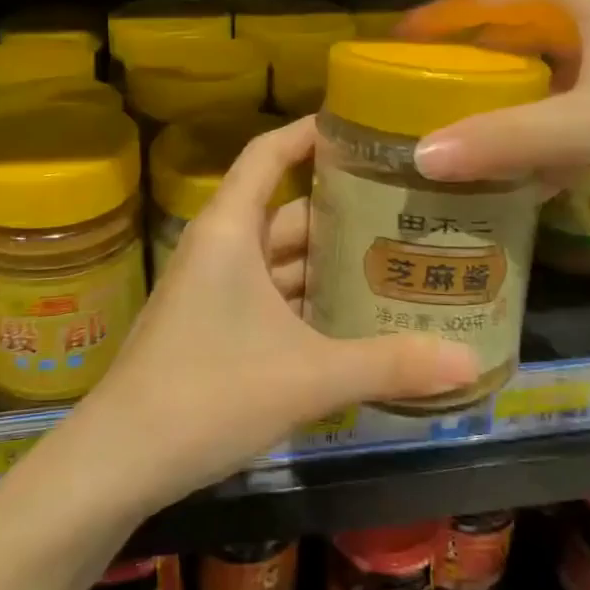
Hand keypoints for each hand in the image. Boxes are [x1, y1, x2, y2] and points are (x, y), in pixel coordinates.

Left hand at [78, 117, 477, 512]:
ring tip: (394, 260)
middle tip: (408, 209)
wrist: (118, 461)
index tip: (361, 128)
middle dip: (341, 210)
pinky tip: (351, 318)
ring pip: (279, 258)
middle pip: (286, 209)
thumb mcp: (308, 376)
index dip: (309, 132)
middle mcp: (220, 248)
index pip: (268, 153)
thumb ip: (389, 365)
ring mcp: (212, 289)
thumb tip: (470, 363)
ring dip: (327, 261)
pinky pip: (269, 295)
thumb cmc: (208, 393)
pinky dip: (307, 299)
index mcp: (231, 230)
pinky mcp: (211, 326)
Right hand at [397, 0, 589, 203]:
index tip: (390, 46)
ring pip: (541, 68)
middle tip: (414, 93)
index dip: (436, 19)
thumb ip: (506, 140)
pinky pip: (571, 98)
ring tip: (456, 128)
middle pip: (509, 30)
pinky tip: (525, 165)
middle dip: (464, 61)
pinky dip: (544, 124)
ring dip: (503, 97)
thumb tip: (421, 158)